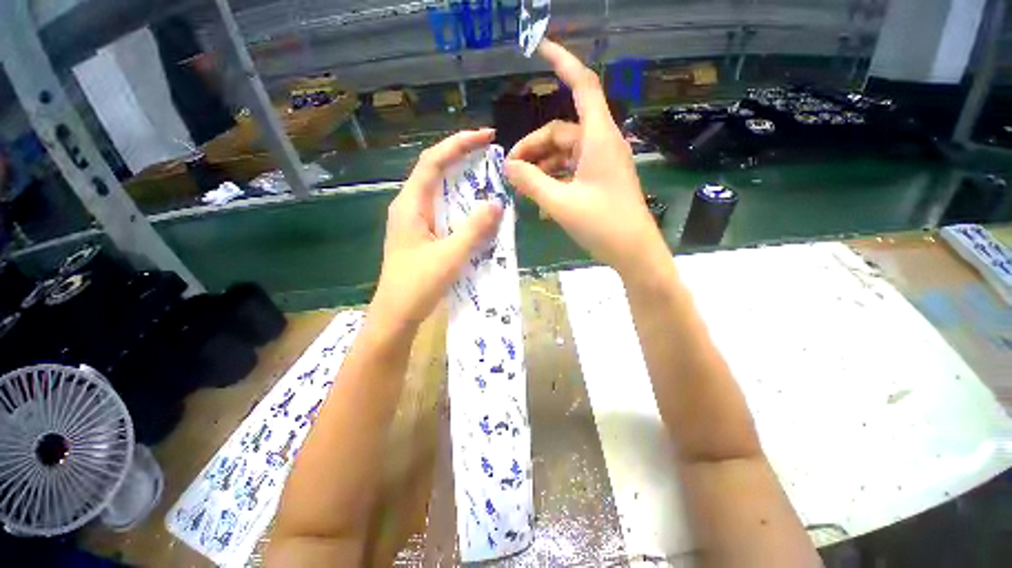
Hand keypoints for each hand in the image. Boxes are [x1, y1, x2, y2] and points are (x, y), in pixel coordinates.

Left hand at [371, 129, 502, 330]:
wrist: (396, 315)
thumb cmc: (417, 286)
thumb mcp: (450, 256)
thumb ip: (474, 229)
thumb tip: (497, 203)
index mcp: (410, 205)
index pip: (433, 161)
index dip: (459, 144)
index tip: (486, 137)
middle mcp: (409, 207)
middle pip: (435, 171)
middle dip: (462, 159)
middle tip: (491, 158)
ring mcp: (414, 222)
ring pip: (440, 192)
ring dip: (462, 183)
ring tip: (488, 179)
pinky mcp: (421, 235)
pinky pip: (443, 211)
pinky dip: (460, 205)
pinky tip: (475, 212)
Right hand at [504, 40, 667, 276]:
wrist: (633, 253)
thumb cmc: (602, 225)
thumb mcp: (560, 203)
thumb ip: (531, 182)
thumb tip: (508, 166)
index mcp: (599, 138)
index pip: (582, 86)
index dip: (563, 62)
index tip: (539, 47)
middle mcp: (601, 144)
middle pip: (560, 132)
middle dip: (532, 148)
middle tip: (511, 172)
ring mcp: (601, 163)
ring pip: (563, 154)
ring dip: (541, 167)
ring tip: (522, 189)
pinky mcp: (600, 180)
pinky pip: (571, 171)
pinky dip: (554, 181)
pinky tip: (541, 200)